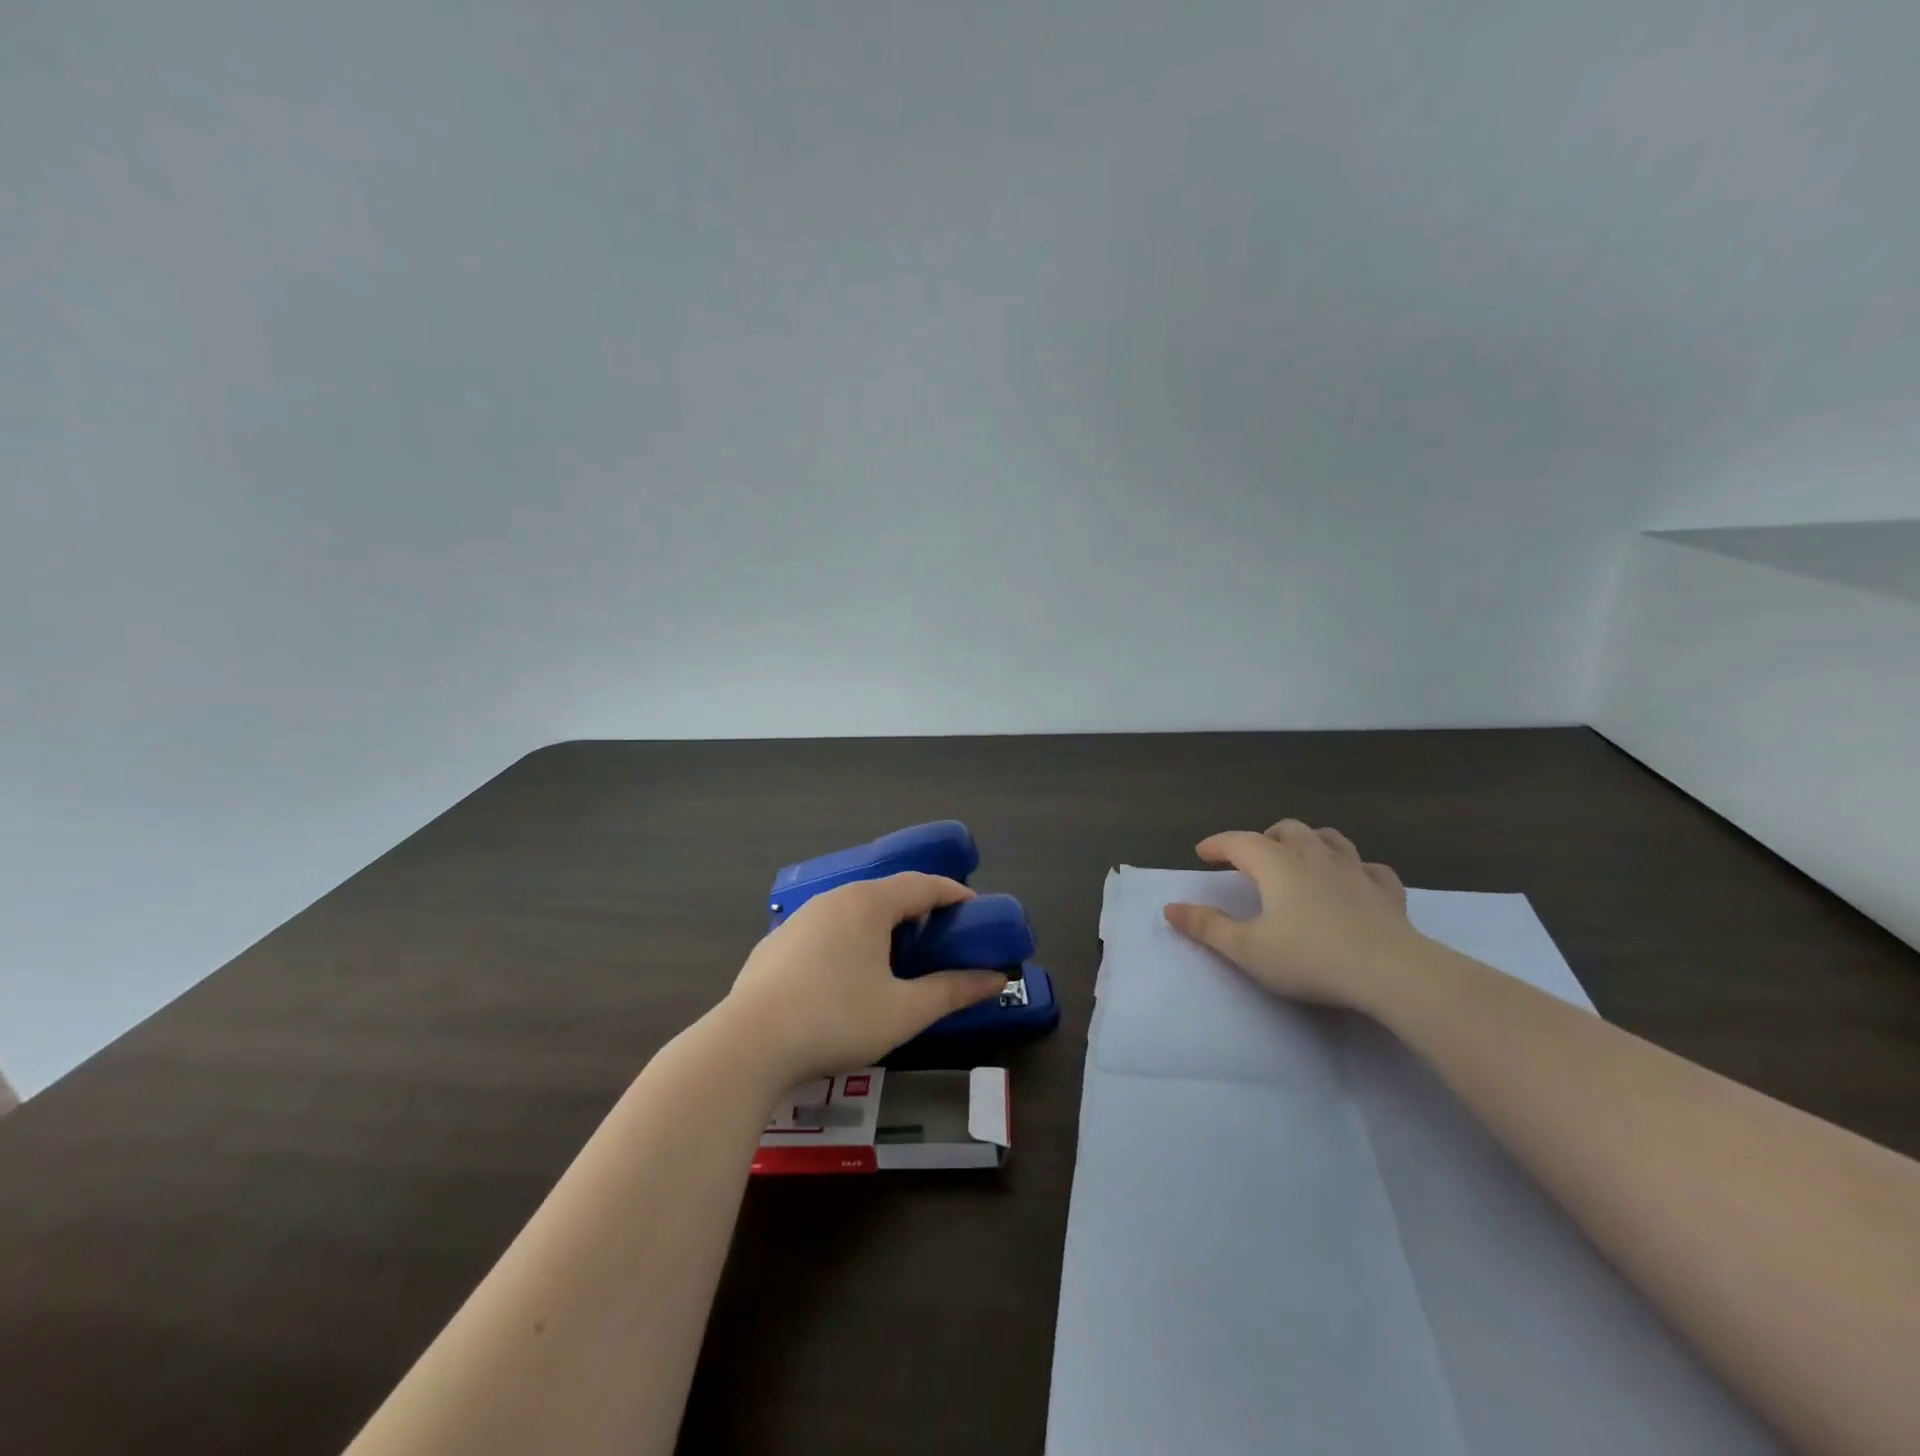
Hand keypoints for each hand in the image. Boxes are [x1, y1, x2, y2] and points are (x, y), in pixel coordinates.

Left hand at [718, 873, 1009, 1085]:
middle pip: (886, 893)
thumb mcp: (904, 1011)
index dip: (953, 894)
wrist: (747, 1045)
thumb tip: (995, 978)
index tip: (975, 909)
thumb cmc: (837, 1019)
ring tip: (897, 957)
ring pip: (852, 911)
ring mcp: (798, 921)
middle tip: (941, 937)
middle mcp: (833, 900)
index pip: (921, 884)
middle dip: (918, 910)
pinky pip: (825, 931)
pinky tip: (846, 977)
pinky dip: (849, 941)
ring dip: (882, 926)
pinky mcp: (775, 946)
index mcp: (867, 903)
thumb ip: (952, 990)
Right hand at [1163, 820, 1428, 1011]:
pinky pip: (1370, 868)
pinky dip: (1355, 869)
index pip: (1239, 842)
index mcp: (1277, 865)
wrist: (1393, 973)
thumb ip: (1207, 927)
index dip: (1218, 844)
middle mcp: (1314, 856)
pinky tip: (1354, 882)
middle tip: (1252, 857)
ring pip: (1329, 838)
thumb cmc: (1311, 958)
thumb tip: (1170, 908)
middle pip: (1286, 830)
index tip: (1202, 853)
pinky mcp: (1386, 892)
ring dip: (1309, 841)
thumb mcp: (1247, 950)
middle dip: (1264, 837)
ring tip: (1300, 857)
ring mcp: (1355, 870)